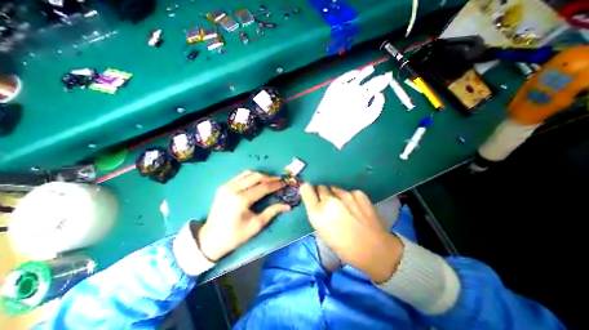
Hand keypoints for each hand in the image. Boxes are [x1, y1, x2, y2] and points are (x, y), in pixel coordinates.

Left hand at [196, 171, 290, 261]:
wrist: (210, 239)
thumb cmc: (235, 235)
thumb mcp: (256, 225)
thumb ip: (272, 211)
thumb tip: (288, 206)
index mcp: (241, 199)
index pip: (263, 187)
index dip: (276, 184)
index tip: (285, 183)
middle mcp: (233, 189)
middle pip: (256, 176)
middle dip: (270, 177)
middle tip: (279, 180)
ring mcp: (227, 186)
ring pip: (248, 173)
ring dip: (261, 175)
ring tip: (270, 180)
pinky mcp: (223, 187)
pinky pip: (240, 176)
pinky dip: (251, 176)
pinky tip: (257, 181)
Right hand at [300, 183, 405, 283]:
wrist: (374, 249)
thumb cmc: (344, 247)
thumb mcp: (322, 232)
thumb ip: (316, 213)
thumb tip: (316, 202)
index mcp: (317, 212)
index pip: (306, 189)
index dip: (308, 190)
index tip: (311, 193)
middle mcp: (329, 200)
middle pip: (321, 187)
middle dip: (323, 195)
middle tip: (330, 205)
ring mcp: (345, 195)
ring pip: (335, 188)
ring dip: (336, 195)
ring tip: (344, 208)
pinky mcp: (358, 193)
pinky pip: (349, 191)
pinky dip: (350, 197)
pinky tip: (356, 208)